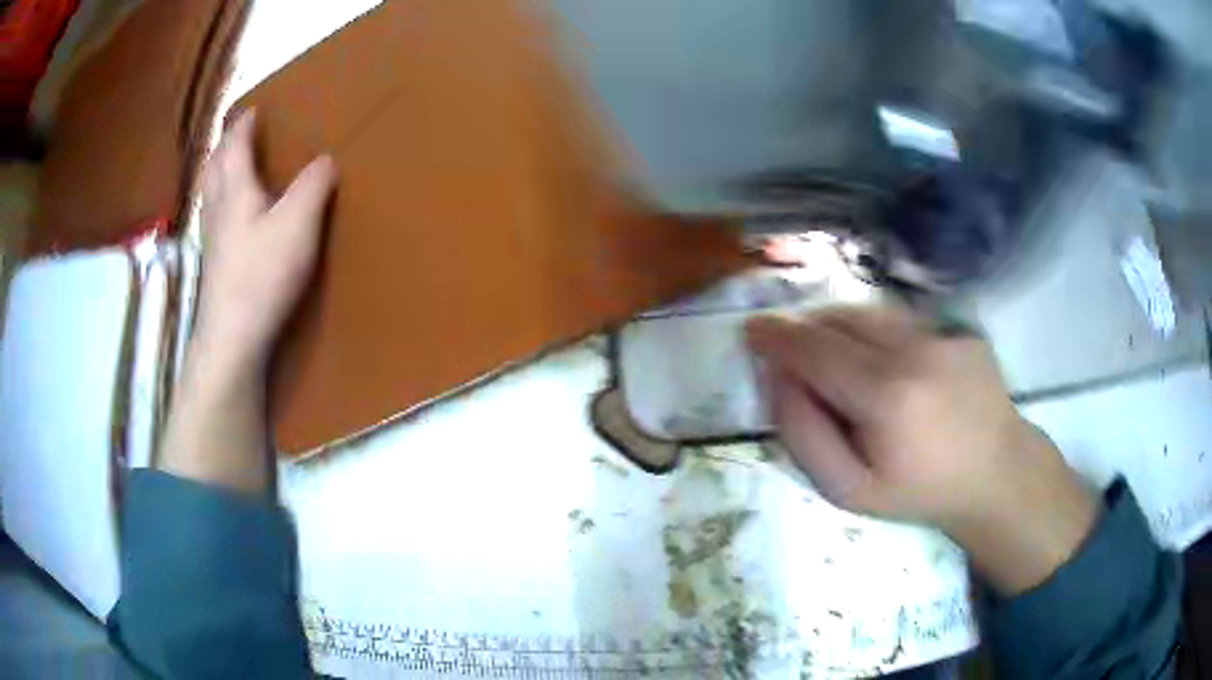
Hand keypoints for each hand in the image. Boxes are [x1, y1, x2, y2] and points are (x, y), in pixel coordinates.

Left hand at [158, 111, 334, 493]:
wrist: (232, 338)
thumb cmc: (262, 275)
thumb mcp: (298, 223)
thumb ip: (313, 186)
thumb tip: (325, 160)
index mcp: (235, 190)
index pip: (234, 145)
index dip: (244, 124)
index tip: (253, 109)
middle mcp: (217, 208)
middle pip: (214, 166)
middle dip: (225, 145)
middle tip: (238, 134)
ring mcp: (212, 239)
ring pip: (210, 193)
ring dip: (219, 173)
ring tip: (233, 168)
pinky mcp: (215, 266)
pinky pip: (214, 219)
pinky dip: (221, 203)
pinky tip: (232, 219)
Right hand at [747, 306, 1098, 594]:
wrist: (994, 475)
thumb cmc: (918, 491)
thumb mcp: (848, 490)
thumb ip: (804, 435)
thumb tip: (778, 380)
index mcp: (885, 395)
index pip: (814, 350)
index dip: (777, 337)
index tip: (751, 331)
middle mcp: (914, 349)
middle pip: (840, 320)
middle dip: (806, 330)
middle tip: (791, 352)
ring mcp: (942, 333)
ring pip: (871, 312)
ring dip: (840, 326)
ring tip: (834, 356)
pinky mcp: (959, 329)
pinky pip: (902, 320)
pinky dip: (878, 332)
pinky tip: (887, 365)